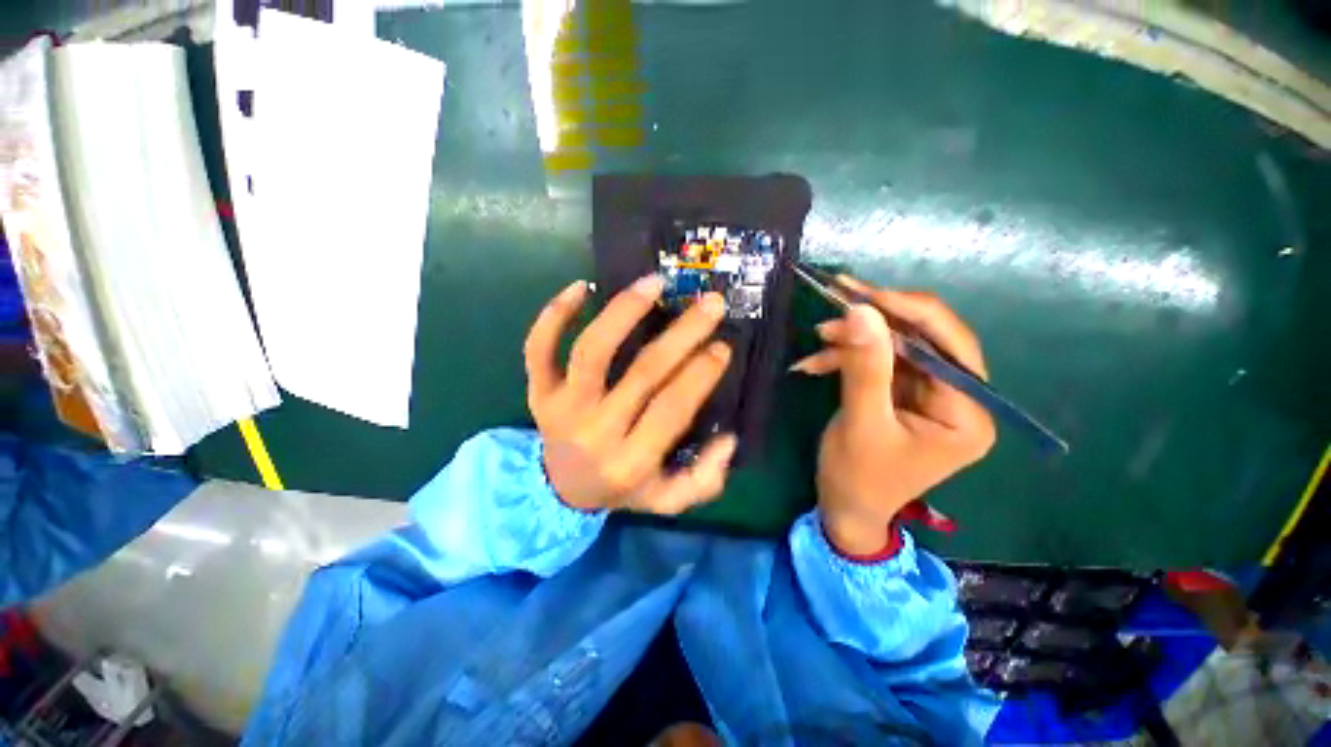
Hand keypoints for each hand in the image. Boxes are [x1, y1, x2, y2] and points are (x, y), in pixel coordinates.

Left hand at [524, 276, 736, 512]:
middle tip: (711, 304)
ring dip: (623, 312)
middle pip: (642, 373)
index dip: (699, 374)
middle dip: (682, 335)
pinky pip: (538, 348)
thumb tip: (728, 440)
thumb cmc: (622, 488)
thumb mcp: (667, 500)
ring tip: (654, 284)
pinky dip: (554, 314)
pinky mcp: (537, 392)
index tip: (723, 346)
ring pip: (591, 351)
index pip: (671, 409)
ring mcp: (561, 408)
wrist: (560, 490)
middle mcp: (595, 432)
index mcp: (630, 462)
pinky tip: (581, 287)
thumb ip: (704, 481)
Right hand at [790, 277, 996, 555]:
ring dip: (854, 340)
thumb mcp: (861, 422)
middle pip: (924, 340)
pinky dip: (847, 357)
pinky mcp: (903, 393)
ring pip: (896, 346)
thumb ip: (865, 367)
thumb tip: (862, 310)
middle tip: (835, 305)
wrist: (845, 506)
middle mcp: (958, 398)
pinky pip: (879, 361)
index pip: (950, 346)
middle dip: (876, 323)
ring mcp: (930, 394)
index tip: (863, 294)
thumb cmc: (858, 477)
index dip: (910, 312)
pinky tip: (815, 363)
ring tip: (818, 339)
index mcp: (967, 413)